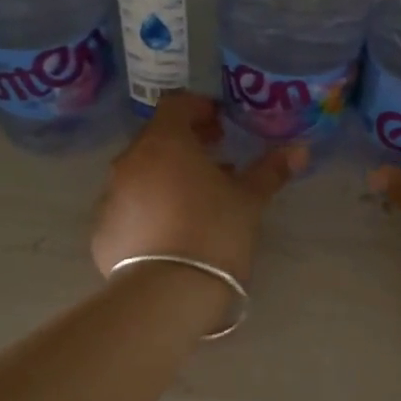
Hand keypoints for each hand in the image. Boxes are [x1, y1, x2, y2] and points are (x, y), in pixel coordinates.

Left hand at [91, 91, 305, 286]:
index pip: (176, 106)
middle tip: (213, 162)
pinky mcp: (102, 231)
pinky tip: (169, 232)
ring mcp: (110, 197)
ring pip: (139, 174)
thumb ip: (270, 170)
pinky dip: (147, 209)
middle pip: (156, 139)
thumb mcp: (249, 200)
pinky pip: (127, 208)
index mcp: (164, 143)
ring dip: (164, 177)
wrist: (167, 294)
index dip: (199, 109)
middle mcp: (129, 162)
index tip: (220, 126)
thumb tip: (299, 149)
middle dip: (184, 145)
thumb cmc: (214, 232)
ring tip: (193, 201)